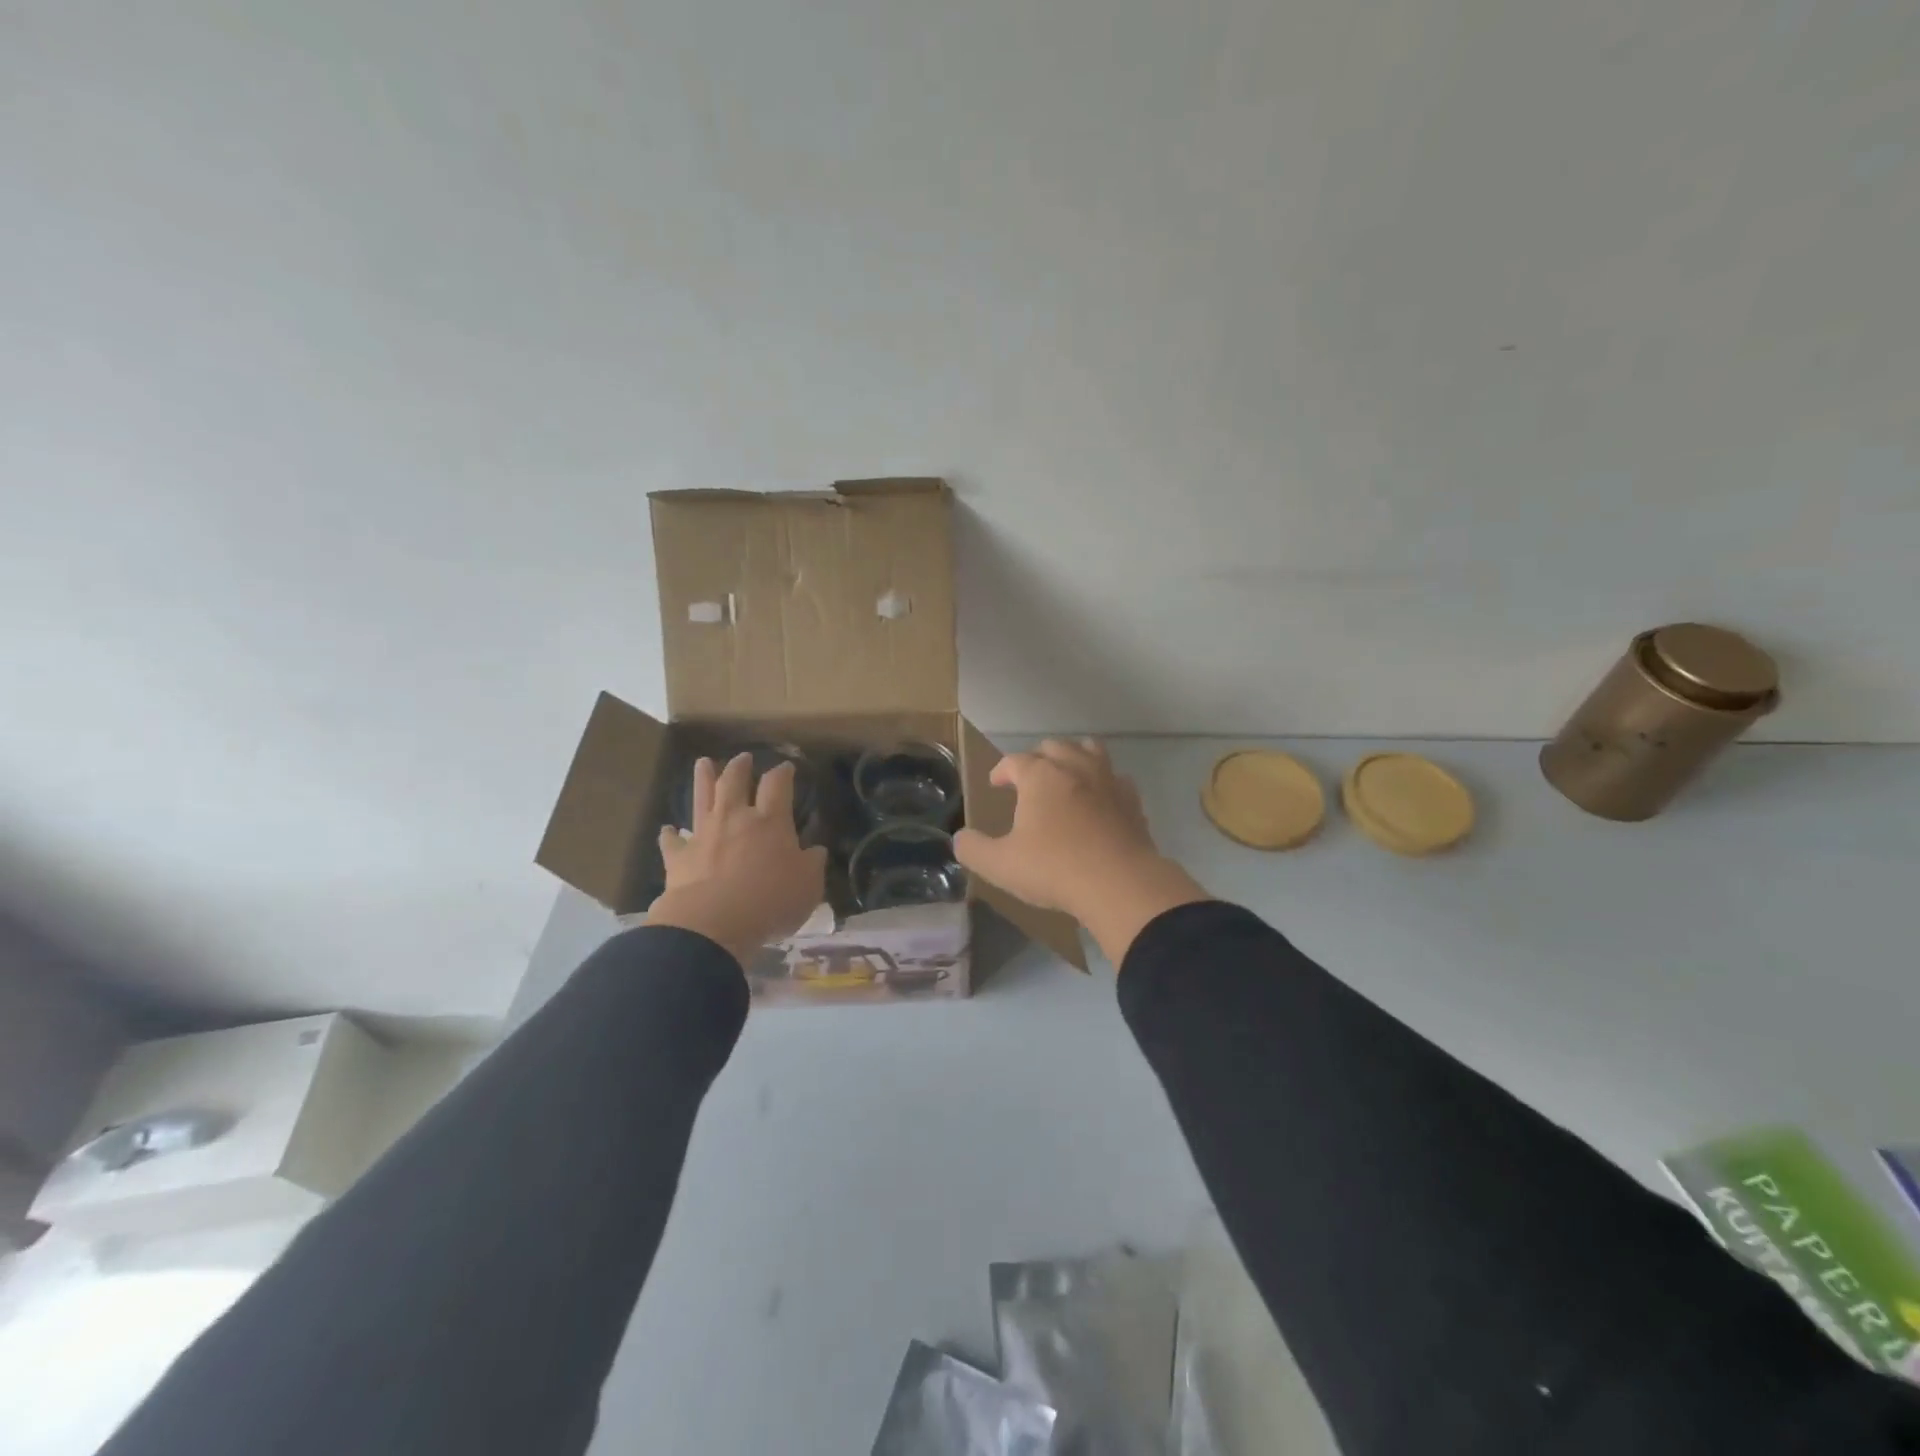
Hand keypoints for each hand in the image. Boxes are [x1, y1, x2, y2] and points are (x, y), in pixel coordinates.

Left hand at [646, 754, 827, 967]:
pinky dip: (670, 835)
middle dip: (740, 767)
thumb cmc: (769, 901)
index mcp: (770, 821)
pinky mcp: (678, 858)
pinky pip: (672, 841)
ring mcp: (703, 835)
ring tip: (703, 763)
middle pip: (735, 781)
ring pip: (702, 799)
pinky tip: (667, 830)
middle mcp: (735, 818)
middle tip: (742, 757)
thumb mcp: (808, 886)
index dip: (782, 773)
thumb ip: (812, 864)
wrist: (712, 923)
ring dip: (703, 779)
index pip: (777, 785)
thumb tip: (815, 851)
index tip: (786, 766)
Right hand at [954, 738, 1208, 965]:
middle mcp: (1074, 767)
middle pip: (1053, 746)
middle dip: (1037, 758)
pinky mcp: (1132, 800)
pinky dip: (1104, 782)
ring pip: (1090, 750)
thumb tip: (960, 838)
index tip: (995, 784)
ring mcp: (1108, 780)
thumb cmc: (1054, 869)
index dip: (1001, 770)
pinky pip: (1116, 778)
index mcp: (1040, 776)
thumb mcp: (1000, 865)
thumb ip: (973, 849)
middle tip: (1028, 779)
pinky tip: (1100, 800)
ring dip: (1074, 757)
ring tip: (1066, 775)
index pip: (1014, 761)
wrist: (1119, 884)